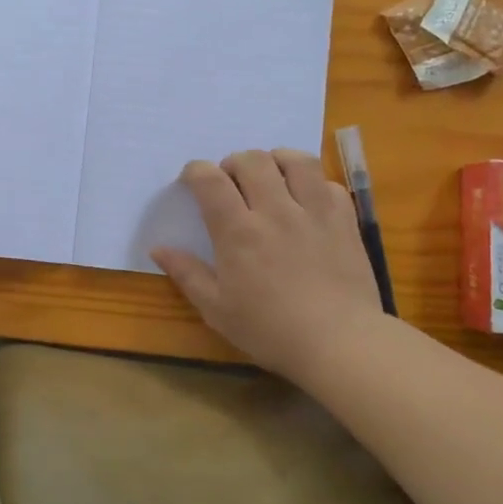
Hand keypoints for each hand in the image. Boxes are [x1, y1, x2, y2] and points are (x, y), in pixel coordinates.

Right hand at [151, 149, 385, 386]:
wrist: (339, 344)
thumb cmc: (270, 330)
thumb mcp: (217, 309)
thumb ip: (187, 274)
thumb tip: (158, 248)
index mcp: (237, 232)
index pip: (210, 180)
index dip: (195, 171)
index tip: (191, 180)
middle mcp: (275, 210)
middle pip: (252, 160)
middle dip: (234, 163)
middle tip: (231, 182)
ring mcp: (314, 212)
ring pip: (296, 161)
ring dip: (277, 160)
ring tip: (271, 176)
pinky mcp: (344, 220)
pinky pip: (329, 183)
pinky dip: (314, 184)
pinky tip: (307, 200)